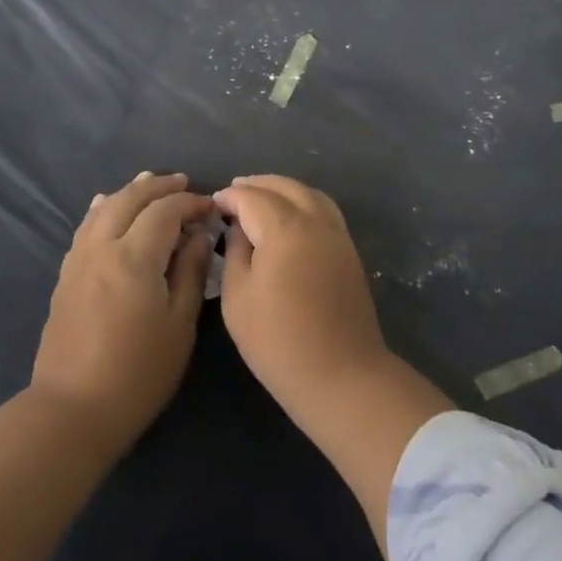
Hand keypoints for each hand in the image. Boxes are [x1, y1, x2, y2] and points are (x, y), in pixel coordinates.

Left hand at [30, 172, 213, 451]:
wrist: (73, 410)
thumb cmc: (138, 372)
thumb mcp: (179, 325)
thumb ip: (190, 272)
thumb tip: (199, 235)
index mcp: (134, 257)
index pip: (165, 211)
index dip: (190, 203)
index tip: (211, 207)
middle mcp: (101, 247)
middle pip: (129, 199)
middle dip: (159, 187)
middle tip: (184, 183)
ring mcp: (78, 260)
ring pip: (103, 209)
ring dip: (129, 192)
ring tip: (149, 184)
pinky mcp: (65, 276)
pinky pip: (86, 227)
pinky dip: (103, 210)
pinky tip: (106, 206)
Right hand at [213, 174, 452, 556]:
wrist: (342, 376)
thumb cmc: (279, 341)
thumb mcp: (238, 298)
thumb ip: (235, 252)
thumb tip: (238, 228)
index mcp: (285, 228)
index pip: (252, 197)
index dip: (230, 197)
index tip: (213, 204)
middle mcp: (315, 221)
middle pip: (285, 187)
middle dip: (257, 185)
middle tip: (234, 192)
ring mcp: (337, 235)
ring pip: (309, 194)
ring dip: (282, 189)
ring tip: (260, 198)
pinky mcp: (349, 251)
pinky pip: (324, 211)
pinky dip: (303, 203)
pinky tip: (288, 218)